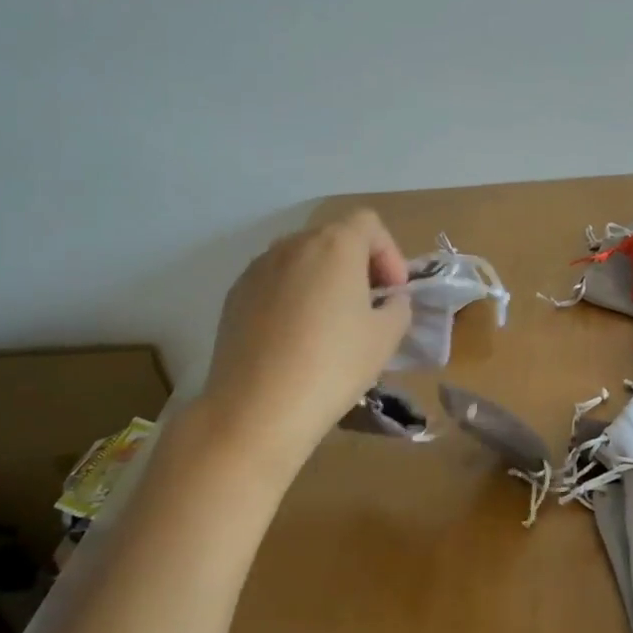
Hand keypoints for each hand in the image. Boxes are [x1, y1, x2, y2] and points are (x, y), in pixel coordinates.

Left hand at [197, 209, 414, 473]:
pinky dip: (292, 296)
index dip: (389, 253)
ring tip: (330, 323)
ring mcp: (258, 267)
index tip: (393, 293)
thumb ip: (398, 306)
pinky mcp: (234, 294)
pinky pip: (274, 282)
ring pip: (302, 260)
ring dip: (323, 280)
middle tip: (368, 307)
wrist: (257, 409)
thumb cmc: (333, 365)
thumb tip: (388, 300)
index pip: (369, 223)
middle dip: (357, 265)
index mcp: (335, 244)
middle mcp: (293, 244)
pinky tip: (294, 338)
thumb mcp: (386, 337)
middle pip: (334, 238)